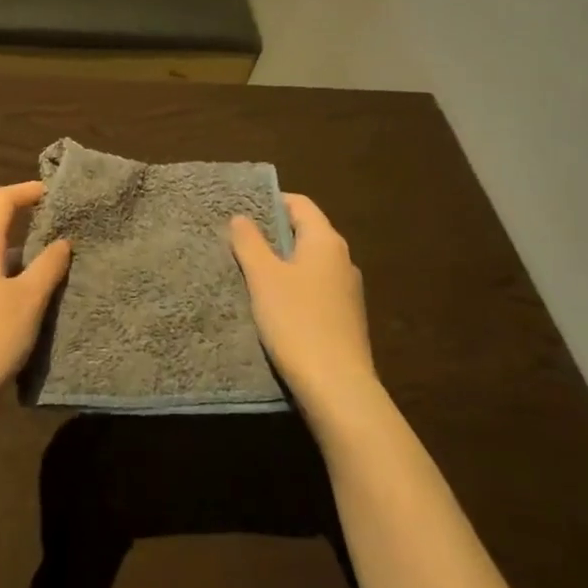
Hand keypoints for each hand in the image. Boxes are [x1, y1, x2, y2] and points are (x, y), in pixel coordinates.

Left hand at [0, 181, 70, 421]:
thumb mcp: (28, 300)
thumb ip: (48, 266)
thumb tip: (62, 241)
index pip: (1, 201)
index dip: (28, 191)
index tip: (56, 194)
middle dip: (30, 227)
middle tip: (65, 235)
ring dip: (24, 261)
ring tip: (56, 275)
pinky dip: (12, 285)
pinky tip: (31, 309)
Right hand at [229, 193, 378, 422]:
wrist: (337, 386)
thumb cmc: (297, 321)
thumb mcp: (264, 278)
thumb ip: (250, 243)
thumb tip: (241, 217)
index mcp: (326, 241)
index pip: (300, 204)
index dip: (271, 201)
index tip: (242, 210)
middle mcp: (342, 259)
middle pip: (306, 232)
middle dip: (273, 234)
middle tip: (239, 241)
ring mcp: (348, 291)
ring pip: (310, 263)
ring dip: (282, 263)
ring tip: (250, 273)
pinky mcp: (345, 318)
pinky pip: (315, 289)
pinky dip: (294, 288)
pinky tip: (274, 306)